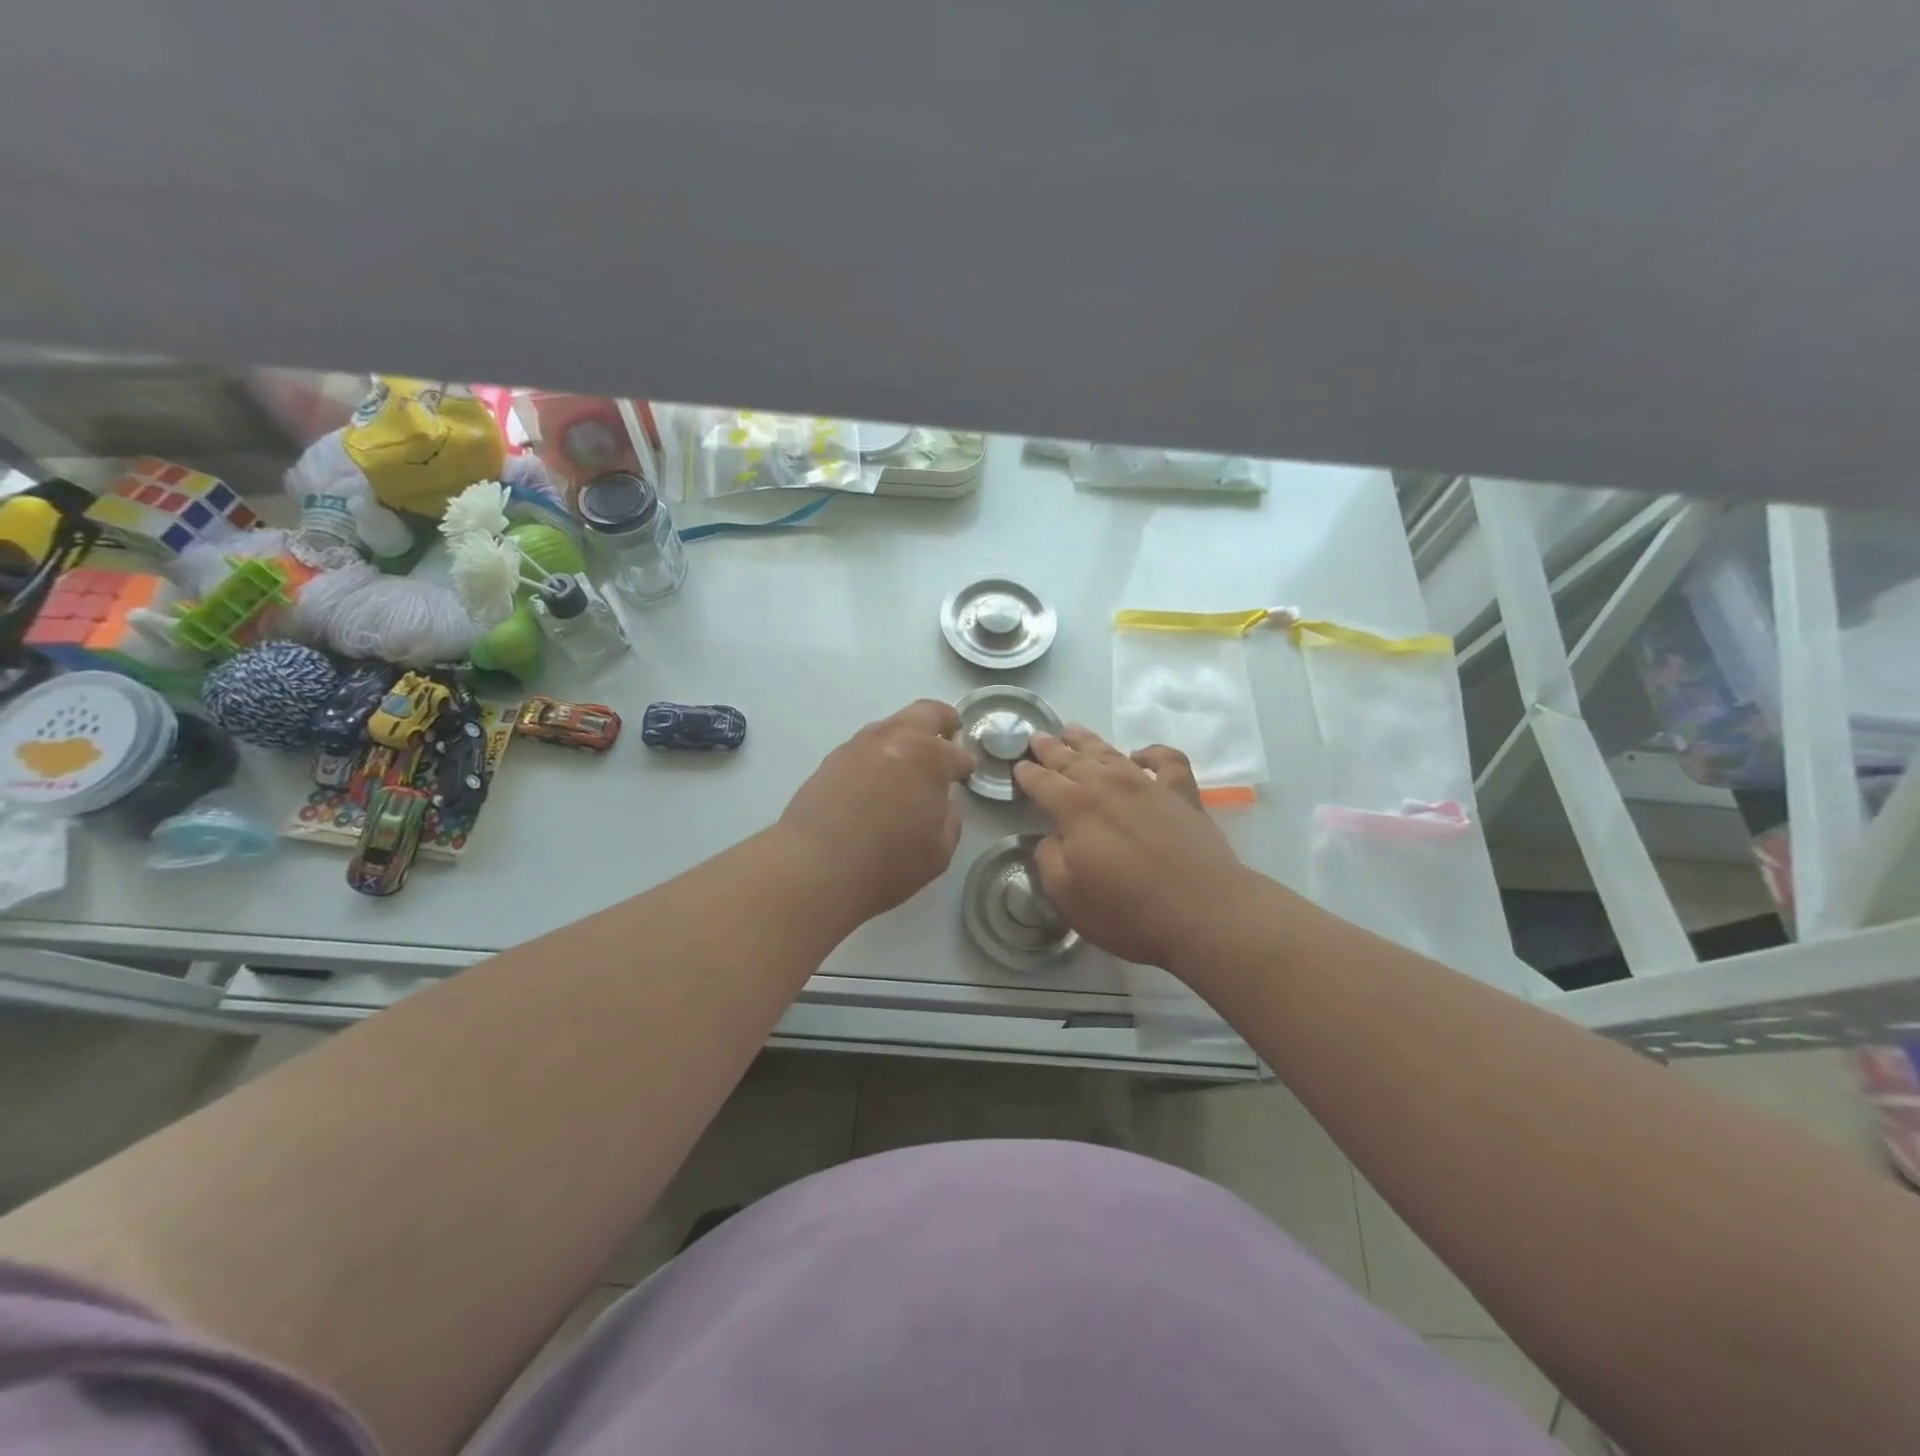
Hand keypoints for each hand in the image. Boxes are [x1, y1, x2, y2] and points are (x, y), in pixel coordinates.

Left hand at [779, 699, 975, 925]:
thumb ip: (948, 820)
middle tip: (949, 734)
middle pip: (924, 713)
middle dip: (942, 721)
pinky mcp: (830, 761)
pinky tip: (877, 782)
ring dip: (906, 737)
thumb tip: (941, 806)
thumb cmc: (888, 862)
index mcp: (927, 756)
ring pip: (890, 727)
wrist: (815, 867)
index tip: (967, 774)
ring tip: (909, 764)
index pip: (957, 753)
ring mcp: (857, 746)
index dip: (966, 764)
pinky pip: (864, 748)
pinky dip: (878, 756)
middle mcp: (893, 739)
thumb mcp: (939, 850)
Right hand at [1012, 726, 1258, 971]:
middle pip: (1073, 761)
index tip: (1018, 766)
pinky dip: (1152, 753)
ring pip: (1112, 753)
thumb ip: (1050, 861)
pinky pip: (1167, 761)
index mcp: (1077, 808)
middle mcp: (1110, 786)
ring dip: (1089, 741)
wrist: (1205, 914)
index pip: (1043, 784)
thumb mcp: (1069, 896)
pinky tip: (1141, 755)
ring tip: (1072, 730)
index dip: (1028, 775)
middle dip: (1052, 749)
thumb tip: (1053, 839)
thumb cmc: (1129, 912)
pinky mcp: (1183, 796)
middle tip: (1037, 737)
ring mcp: (1149, 786)